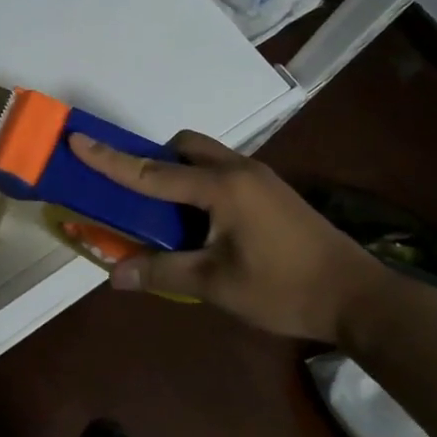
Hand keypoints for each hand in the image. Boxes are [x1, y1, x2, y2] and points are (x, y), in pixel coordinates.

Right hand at [68, 130, 396, 343]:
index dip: (110, 159)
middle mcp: (238, 170)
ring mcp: (260, 178)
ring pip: (206, 156)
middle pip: (184, 146)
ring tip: (169, 213)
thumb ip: (162, 273)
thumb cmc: (284, 289)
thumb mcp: (217, 285)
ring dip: (179, 171)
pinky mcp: (273, 192)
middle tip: (137, 193)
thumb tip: (114, 276)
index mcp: (221, 187)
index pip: (151, 172)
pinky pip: (223, 171)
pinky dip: (201, 183)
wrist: (359, 298)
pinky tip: (205, 223)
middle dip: (154, 159)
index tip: (78, 139)